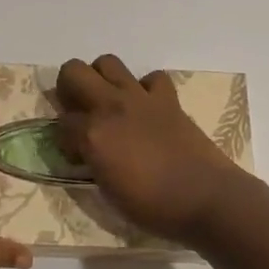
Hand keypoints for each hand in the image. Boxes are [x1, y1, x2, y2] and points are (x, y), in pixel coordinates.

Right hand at [56, 55, 251, 244]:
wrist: (206, 198)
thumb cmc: (153, 206)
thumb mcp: (108, 191)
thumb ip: (92, 161)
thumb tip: (86, 150)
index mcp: (92, 134)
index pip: (62, 122)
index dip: (64, 138)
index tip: (75, 152)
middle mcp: (111, 106)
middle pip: (73, 71)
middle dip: (69, 88)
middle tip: (79, 111)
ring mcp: (140, 98)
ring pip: (108, 62)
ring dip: (102, 78)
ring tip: (109, 102)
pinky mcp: (167, 99)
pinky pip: (152, 78)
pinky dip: (146, 89)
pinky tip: (146, 107)